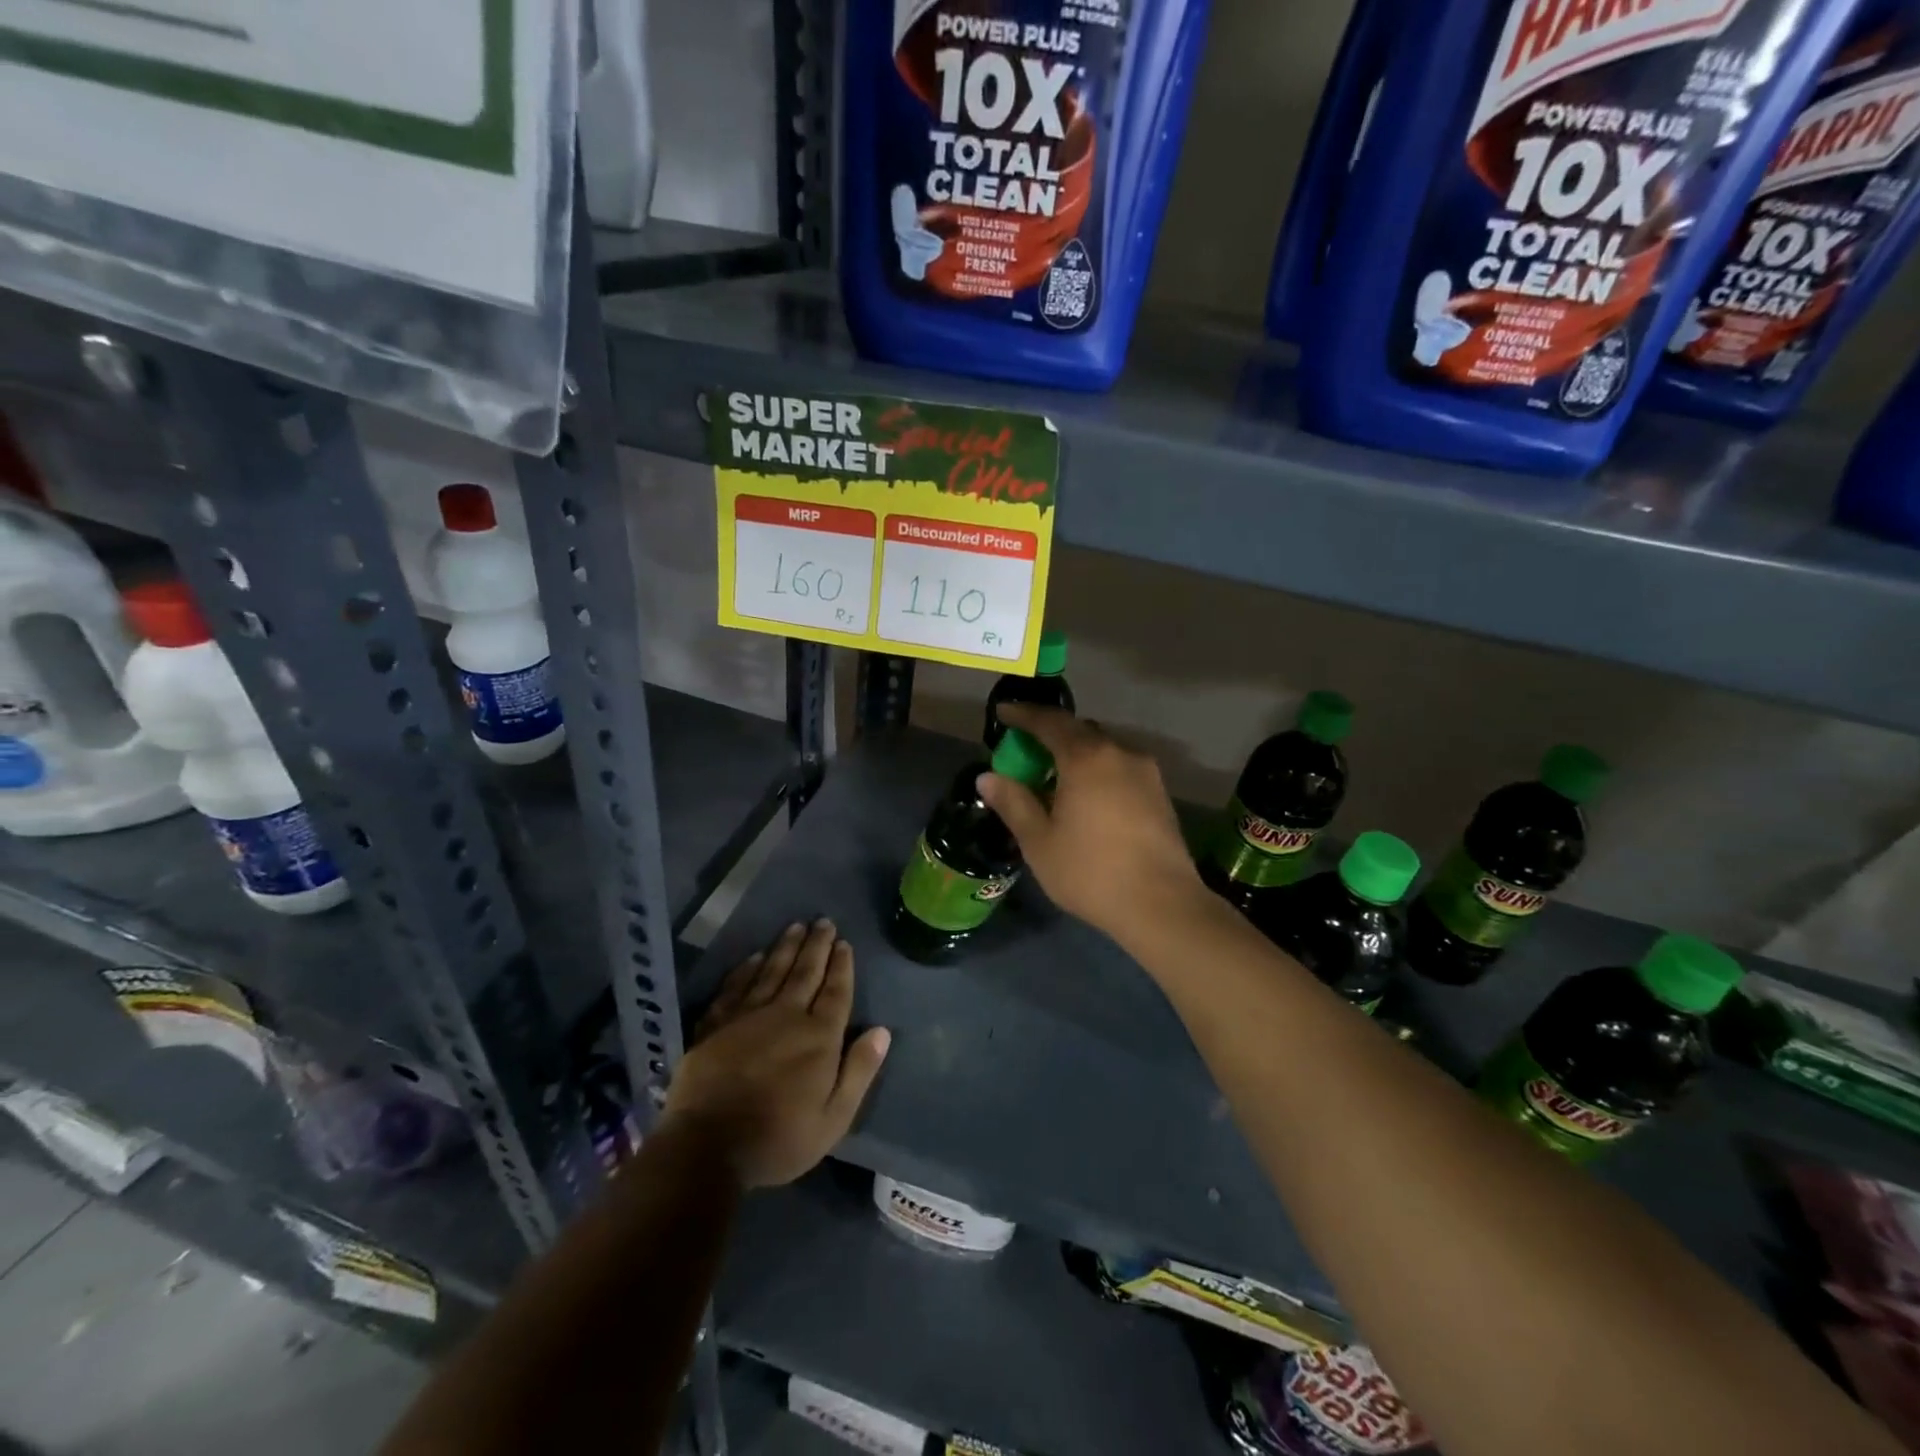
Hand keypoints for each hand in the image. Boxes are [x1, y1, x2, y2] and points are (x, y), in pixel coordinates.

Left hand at [662, 920, 890, 1188]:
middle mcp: (785, 1016)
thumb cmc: (778, 1138)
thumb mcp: (833, 1118)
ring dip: (785, 947)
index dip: (841, 966)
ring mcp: (747, 1017)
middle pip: (805, 972)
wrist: (706, 1147)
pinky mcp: (716, 1025)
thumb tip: (881, 1030)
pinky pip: (735, 987)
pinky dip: (746, 969)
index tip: (844, 943)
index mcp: (818, 1037)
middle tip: (823, 921)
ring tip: (796, 926)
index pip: (835, 991)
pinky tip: (754, 957)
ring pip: (771, 971)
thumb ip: (858, 1071)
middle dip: (817, 946)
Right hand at [977, 704, 1207, 947]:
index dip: (1023, 714)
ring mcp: (1145, 772)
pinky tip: (1088, 797)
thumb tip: (987, 777)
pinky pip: (1120, 768)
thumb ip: (1013, 803)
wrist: (1162, 906)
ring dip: (1077, 754)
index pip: (1049, 722)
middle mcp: (1120, 753)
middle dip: (1050, 734)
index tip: (1003, 712)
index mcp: (1086, 758)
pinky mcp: (1160, 794)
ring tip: (1056, 778)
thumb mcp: (1039, 842)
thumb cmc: (1091, 872)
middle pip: (1079, 731)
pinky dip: (1098, 771)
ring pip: (1103, 749)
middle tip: (1026, 750)